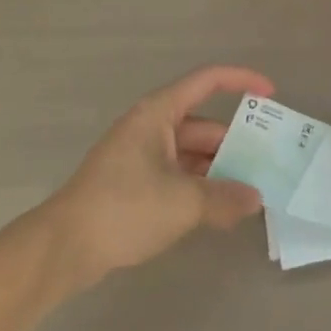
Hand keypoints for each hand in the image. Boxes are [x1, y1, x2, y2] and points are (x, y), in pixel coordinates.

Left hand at [46, 64, 273, 281]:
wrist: (60, 250)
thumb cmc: (123, 208)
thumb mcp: (183, 203)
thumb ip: (224, 198)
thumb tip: (255, 200)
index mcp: (159, 112)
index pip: (208, 80)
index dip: (242, 81)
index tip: (270, 94)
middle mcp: (150, 126)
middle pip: (202, 124)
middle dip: (234, 142)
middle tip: (266, 161)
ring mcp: (139, 156)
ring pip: (190, 153)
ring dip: (217, 170)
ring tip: (248, 192)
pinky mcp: (131, 185)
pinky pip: (176, 175)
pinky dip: (198, 187)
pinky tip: (216, 211)